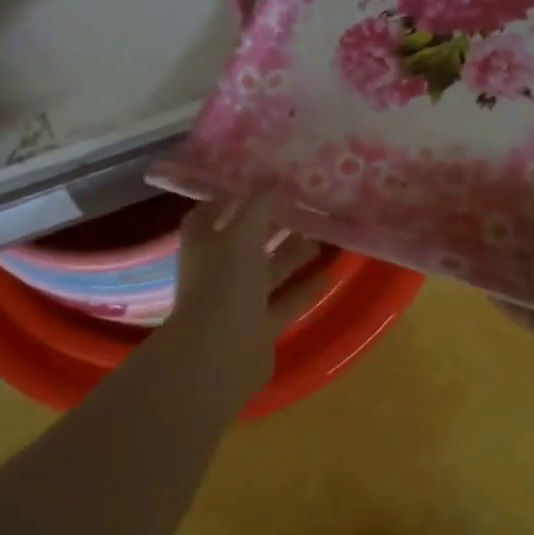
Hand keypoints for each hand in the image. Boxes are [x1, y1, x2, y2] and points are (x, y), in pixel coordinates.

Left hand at [160, 195, 326, 398]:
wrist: (220, 356)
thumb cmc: (225, 285)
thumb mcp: (242, 236)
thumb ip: (259, 206)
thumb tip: (275, 178)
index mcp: (203, 243)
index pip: (211, 211)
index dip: (233, 196)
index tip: (262, 181)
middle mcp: (218, 269)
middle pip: (246, 240)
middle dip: (272, 224)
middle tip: (304, 204)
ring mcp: (239, 300)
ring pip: (269, 271)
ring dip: (293, 254)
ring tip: (323, 234)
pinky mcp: (260, 326)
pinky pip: (286, 301)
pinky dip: (305, 288)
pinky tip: (330, 273)